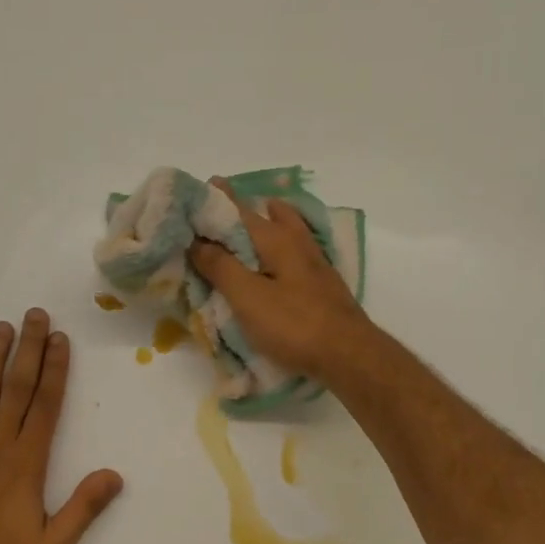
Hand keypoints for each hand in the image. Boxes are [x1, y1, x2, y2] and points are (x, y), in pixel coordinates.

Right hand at [188, 180, 376, 382]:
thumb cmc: (293, 324)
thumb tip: (196, 240)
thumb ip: (220, 266)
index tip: (200, 189)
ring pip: (290, 229)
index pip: (239, 210)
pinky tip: (278, 259)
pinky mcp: (323, 284)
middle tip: (223, 207)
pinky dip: (283, 244)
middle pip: (270, 214)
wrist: (348, 354)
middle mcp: (298, 242)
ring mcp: (315, 263)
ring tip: (255, 222)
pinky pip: (297, 251)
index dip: (218, 200)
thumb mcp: (247, 296)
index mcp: (276, 239)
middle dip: (246, 208)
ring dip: (272, 220)